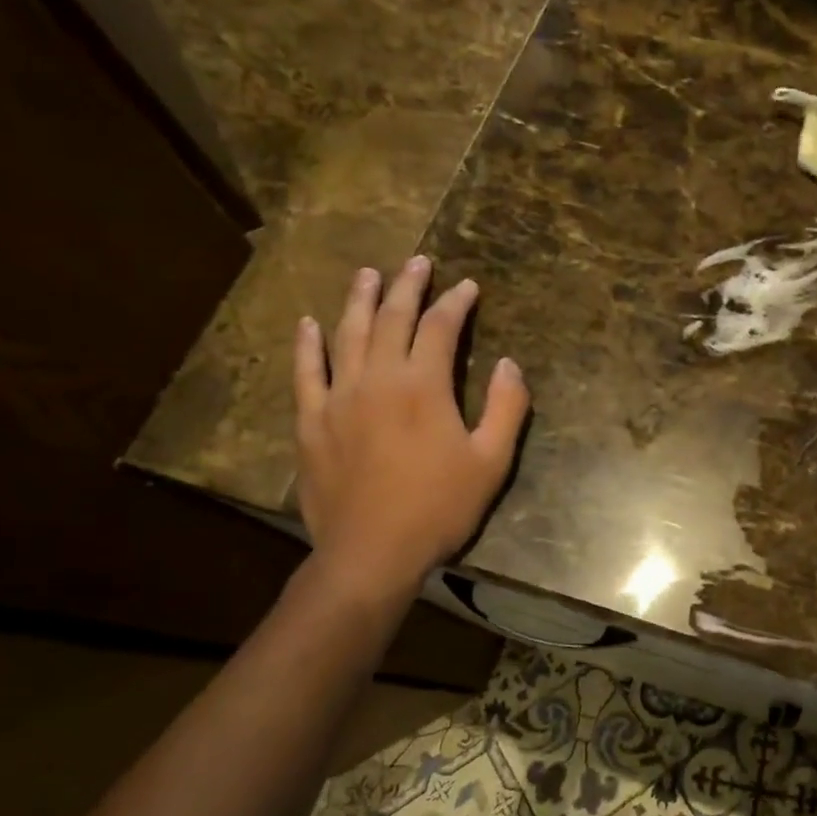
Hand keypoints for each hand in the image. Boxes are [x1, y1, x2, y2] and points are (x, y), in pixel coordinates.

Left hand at [293, 259, 529, 607]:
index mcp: (423, 386)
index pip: (440, 327)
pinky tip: (309, 323)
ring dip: (360, 300)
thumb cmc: (439, 507)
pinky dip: (308, 344)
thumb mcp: (492, 461)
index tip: (468, 286)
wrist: (371, 553)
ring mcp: (338, 397)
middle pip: (391, 318)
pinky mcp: (311, 421)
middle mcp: (377, 379)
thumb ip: (506, 407)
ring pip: (348, 334)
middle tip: (417, 262)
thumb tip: (509, 364)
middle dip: (407, 286)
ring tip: (368, 274)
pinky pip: (306, 372)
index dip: (456, 302)